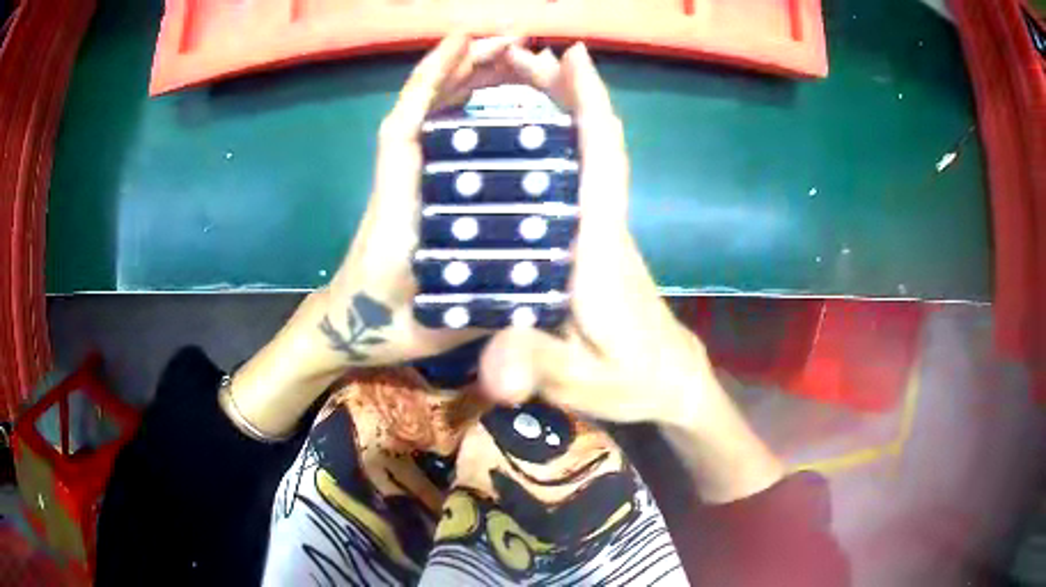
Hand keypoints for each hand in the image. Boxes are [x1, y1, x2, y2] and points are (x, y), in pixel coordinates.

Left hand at [321, 34, 526, 366]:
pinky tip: (500, 106)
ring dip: (472, 83)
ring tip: (516, 62)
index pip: (412, 120)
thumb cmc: (385, 322)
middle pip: (431, 106)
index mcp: (404, 196)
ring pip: (439, 117)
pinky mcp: (420, 189)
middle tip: (519, 46)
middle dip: (471, 67)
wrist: (357, 329)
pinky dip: (466, 114)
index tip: (471, 39)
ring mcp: (413, 179)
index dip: (437, 75)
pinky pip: (444, 141)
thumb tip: (533, 282)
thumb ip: (476, 304)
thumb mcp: (435, 316)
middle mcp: (408, 176)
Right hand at [478, 43, 716, 427]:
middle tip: (523, 57)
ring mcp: (601, 231)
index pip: (602, 160)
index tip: (574, 57)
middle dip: (565, 92)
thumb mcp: (580, 383)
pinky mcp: (595, 242)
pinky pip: (579, 178)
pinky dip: (558, 144)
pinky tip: (526, 140)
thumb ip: (538, 368)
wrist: (671, 382)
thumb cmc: (632, 380)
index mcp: (598, 248)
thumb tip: (492, 371)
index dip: (591, 104)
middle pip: (593, 143)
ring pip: (586, 156)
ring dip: (560, 111)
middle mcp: (603, 226)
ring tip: (520, 81)